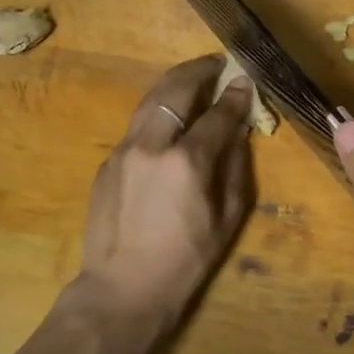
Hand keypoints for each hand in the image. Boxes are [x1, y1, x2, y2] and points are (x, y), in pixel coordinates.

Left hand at [70, 55, 256, 335]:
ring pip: (150, 100)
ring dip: (174, 83)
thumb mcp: (227, 217)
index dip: (235, 95)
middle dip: (199, 71)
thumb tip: (238, 129)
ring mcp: (123, 150)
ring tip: (192, 76)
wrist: (122, 289)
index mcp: (187, 162)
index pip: (218, 114)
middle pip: (176, 90)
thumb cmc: (186, 260)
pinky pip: (137, 126)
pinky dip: (157, 112)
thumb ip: (234, 165)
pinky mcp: (107, 162)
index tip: (245, 80)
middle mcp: (152, 145)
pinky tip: (169, 118)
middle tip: (216, 63)